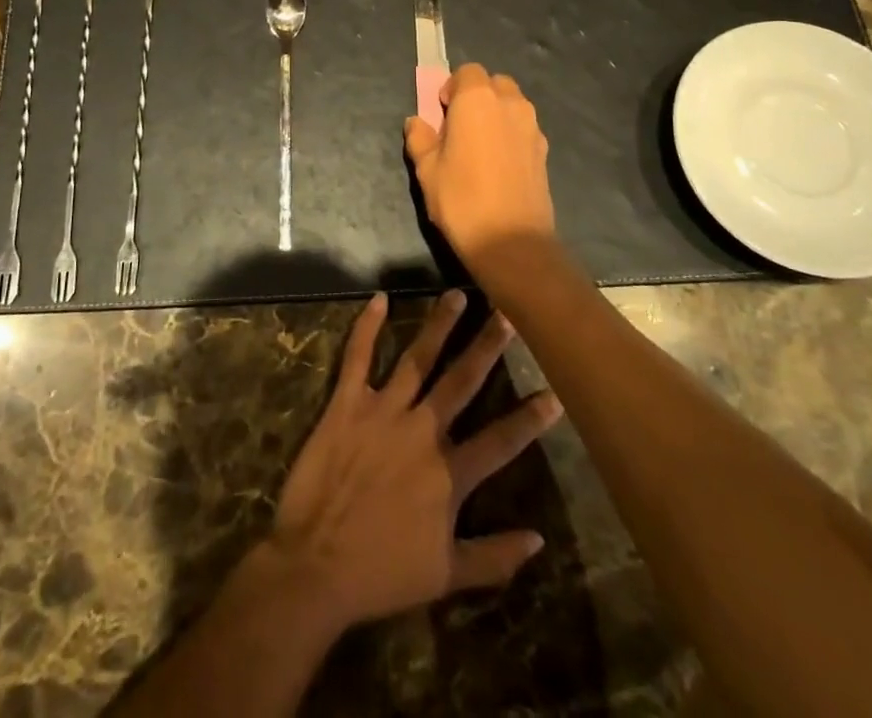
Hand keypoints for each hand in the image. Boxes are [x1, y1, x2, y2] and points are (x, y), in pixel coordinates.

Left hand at [263, 290, 561, 633]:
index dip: (529, 419)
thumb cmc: (381, 573)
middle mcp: (422, 431)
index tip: (554, 394)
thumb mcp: (446, 576)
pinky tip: (378, 299)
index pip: (500, 441)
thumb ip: (494, 557)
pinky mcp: (347, 402)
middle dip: (486, 347)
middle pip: (462, 381)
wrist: (316, 564)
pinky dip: (367, 326)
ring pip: (418, 359)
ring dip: (438, 325)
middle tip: (506, 315)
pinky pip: (358, 356)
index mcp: (449, 473)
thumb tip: (539, 540)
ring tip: (456, 295)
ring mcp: (383, 411)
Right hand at [404, 64, 556, 268]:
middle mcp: (510, 104)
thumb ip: (420, 139)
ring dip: (496, 114)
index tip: (443, 113)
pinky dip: (511, 134)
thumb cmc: (461, 199)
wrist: (512, 242)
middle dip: (477, 96)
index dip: (453, 88)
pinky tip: (499, 165)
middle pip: (494, 83)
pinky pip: (524, 128)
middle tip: (460, 127)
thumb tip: (416, 122)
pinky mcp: (545, 151)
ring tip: (480, 146)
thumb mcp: (427, 170)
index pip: (468, 72)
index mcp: (477, 99)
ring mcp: (532, 127)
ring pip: (513, 104)